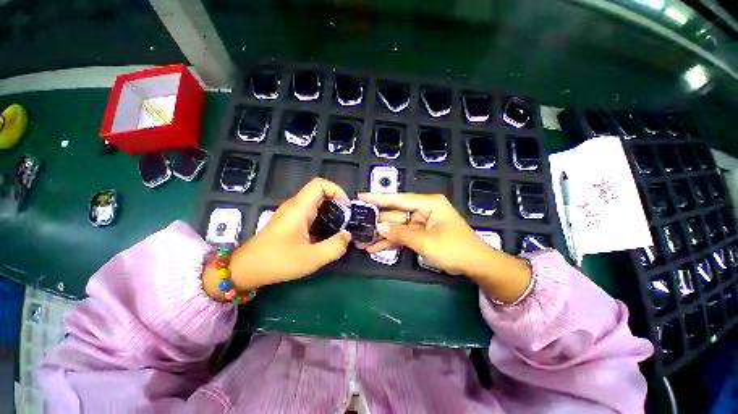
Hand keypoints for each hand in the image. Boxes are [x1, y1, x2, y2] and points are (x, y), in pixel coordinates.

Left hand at [204, 178, 351, 298]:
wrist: (246, 269)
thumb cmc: (277, 262)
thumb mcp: (311, 258)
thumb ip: (334, 247)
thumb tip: (347, 236)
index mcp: (299, 208)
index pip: (320, 184)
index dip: (337, 191)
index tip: (347, 208)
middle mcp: (295, 206)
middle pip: (320, 192)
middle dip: (337, 203)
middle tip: (347, 220)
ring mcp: (292, 213)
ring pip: (316, 203)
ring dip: (331, 212)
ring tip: (341, 227)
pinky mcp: (290, 222)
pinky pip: (311, 213)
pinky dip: (323, 220)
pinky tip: (328, 235)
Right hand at [358, 193, 532, 303]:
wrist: (476, 265)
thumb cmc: (454, 249)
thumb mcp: (425, 241)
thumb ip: (400, 234)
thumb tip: (378, 228)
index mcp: (428, 204)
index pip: (398, 199)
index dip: (378, 198)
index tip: (361, 197)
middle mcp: (423, 210)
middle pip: (395, 215)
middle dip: (377, 223)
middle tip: (357, 226)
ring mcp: (421, 223)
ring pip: (397, 227)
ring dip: (382, 235)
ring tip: (362, 242)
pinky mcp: (421, 234)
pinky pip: (403, 236)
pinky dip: (391, 242)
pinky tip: (375, 248)